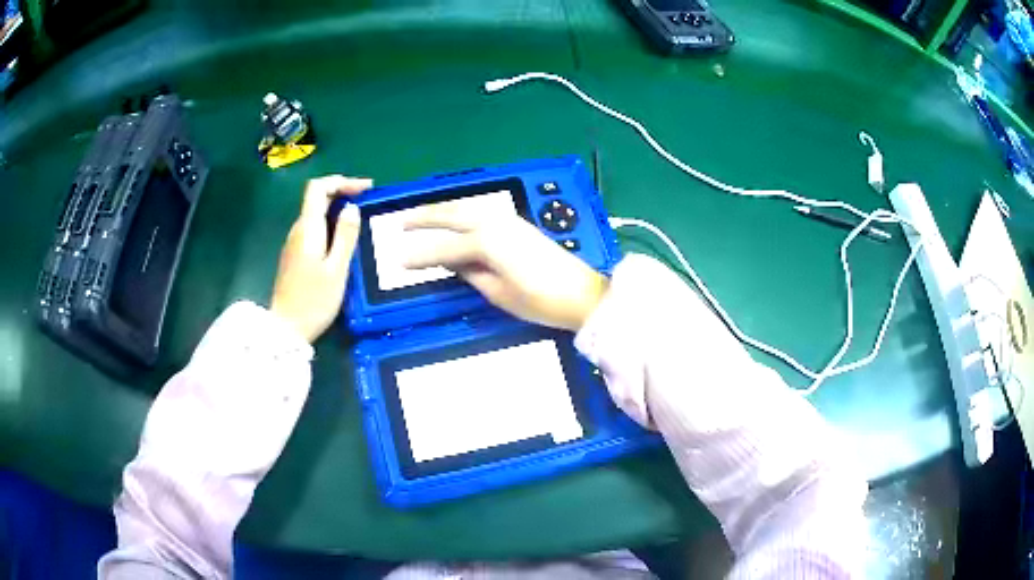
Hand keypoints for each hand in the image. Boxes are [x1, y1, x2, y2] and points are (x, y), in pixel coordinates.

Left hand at [270, 175, 371, 342]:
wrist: (287, 329)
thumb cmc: (314, 301)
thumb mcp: (337, 270)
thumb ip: (345, 236)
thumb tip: (352, 208)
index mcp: (308, 229)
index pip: (317, 188)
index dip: (340, 181)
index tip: (364, 189)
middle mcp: (298, 231)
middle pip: (316, 198)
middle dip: (342, 193)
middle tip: (369, 202)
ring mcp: (294, 244)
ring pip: (316, 214)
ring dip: (337, 210)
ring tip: (361, 220)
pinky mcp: (295, 256)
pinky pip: (314, 230)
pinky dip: (331, 225)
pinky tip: (344, 240)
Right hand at [404, 208, 609, 331]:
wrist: (582, 294)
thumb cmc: (541, 301)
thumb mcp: (499, 294)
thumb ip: (471, 273)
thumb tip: (452, 261)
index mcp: (486, 243)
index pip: (444, 249)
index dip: (420, 256)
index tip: (398, 260)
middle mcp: (495, 224)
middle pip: (453, 216)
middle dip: (426, 218)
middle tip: (402, 223)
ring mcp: (510, 221)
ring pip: (468, 209)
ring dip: (444, 211)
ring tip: (424, 217)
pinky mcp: (520, 225)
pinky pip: (483, 213)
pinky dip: (463, 214)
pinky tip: (457, 220)